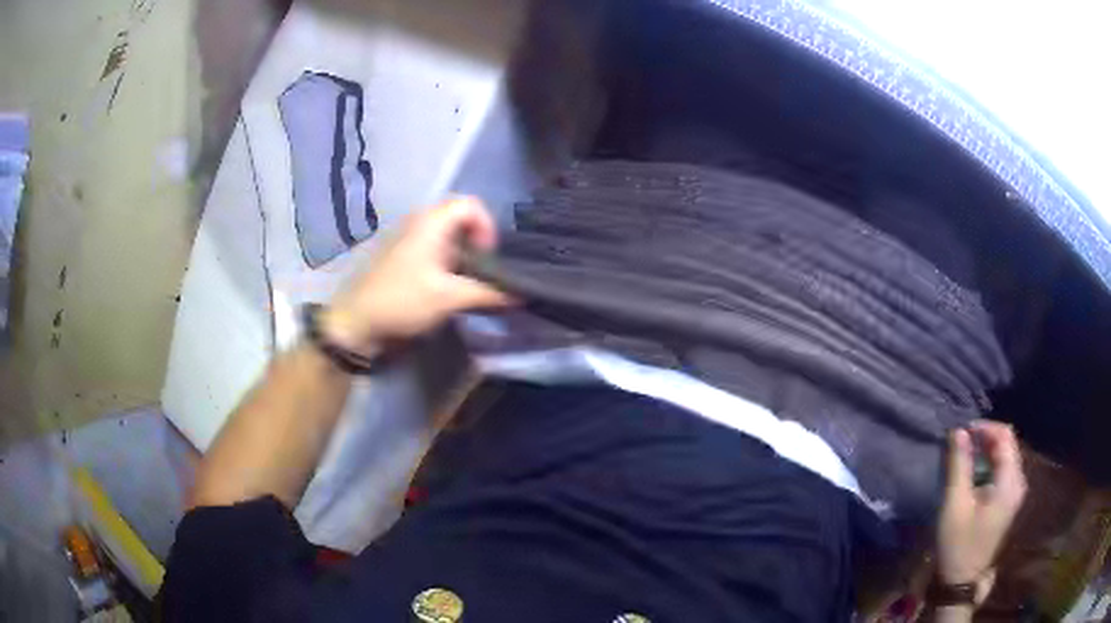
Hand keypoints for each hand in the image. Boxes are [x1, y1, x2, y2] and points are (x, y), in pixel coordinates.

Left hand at [322, 197, 512, 354]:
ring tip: (470, 284)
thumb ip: (487, 292)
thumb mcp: (449, 298)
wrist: (357, 322)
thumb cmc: (402, 301)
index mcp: (431, 221)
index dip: (487, 227)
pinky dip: (450, 265)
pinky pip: (436, 251)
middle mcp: (421, 222)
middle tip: (483, 273)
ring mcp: (411, 240)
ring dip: (465, 257)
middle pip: (462, 220)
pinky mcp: (405, 258)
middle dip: (478, 244)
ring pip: (449, 237)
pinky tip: (450, 290)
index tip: (488, 258)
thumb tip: (522, 294)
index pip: (472, 205)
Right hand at [936, 420, 1026, 591]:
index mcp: (1010, 482)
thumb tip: (959, 431)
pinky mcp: (1009, 501)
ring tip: (965, 457)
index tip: (963, 432)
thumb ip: (959, 465)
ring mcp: (1016, 492)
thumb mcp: (955, 504)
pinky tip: (974, 474)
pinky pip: (1004, 470)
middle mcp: (1019, 482)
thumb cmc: (958, 543)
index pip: (1005, 436)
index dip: (985, 427)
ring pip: (1006, 456)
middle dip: (986, 438)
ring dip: (987, 451)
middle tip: (962, 444)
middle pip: (1008, 444)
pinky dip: (990, 464)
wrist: (961, 580)